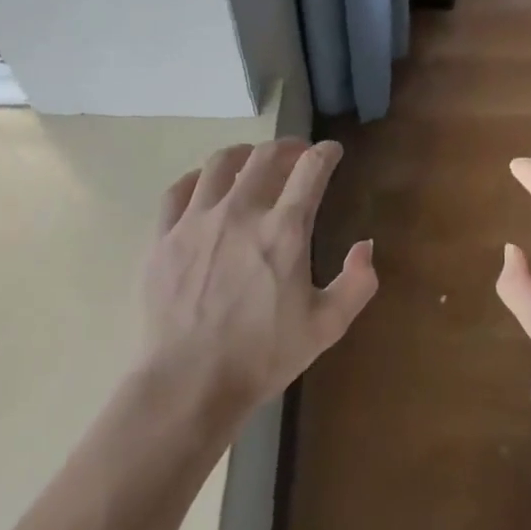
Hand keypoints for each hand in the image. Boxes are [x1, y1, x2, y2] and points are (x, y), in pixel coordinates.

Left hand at [142, 138, 376, 417]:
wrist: (189, 382)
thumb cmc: (262, 356)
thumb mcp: (326, 327)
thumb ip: (357, 284)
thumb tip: (366, 246)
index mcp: (283, 230)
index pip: (311, 170)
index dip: (326, 153)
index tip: (332, 151)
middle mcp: (240, 212)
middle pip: (266, 156)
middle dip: (289, 147)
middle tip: (298, 154)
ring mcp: (197, 220)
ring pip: (220, 163)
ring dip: (244, 154)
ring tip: (252, 161)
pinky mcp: (164, 236)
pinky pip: (179, 190)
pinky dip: (198, 179)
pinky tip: (206, 186)